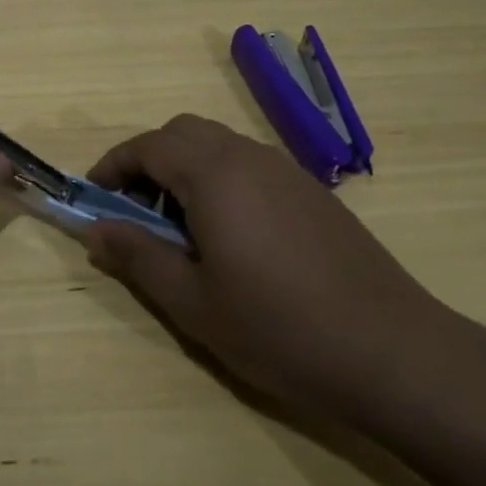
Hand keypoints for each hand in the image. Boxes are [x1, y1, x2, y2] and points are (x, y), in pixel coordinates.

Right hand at [85, 114, 450, 413]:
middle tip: (134, 212)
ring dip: (185, 171)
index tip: (93, 198)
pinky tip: (231, 238)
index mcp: (215, 174)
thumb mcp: (192, 302)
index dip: (112, 166)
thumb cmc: (278, 328)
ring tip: (179, 229)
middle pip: (183, 133)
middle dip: (148, 161)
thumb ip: (138, 257)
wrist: (392, 351)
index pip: (148, 145)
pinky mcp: (313, 193)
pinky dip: (221, 181)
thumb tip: (94, 230)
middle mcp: (250, 157)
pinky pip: (250, 167)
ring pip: (219, 147)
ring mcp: (287, 171)